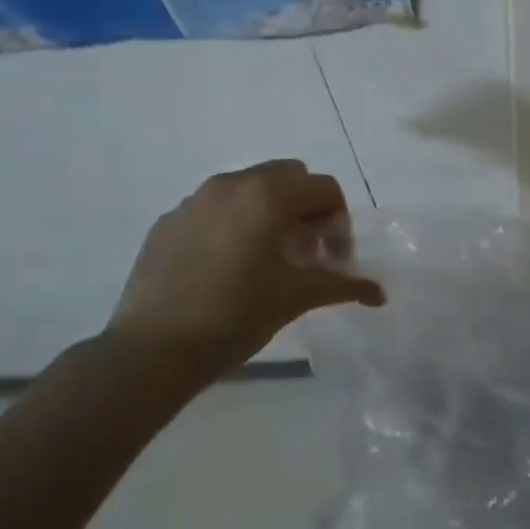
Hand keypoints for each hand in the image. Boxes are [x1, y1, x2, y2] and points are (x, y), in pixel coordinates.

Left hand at [110, 160, 383, 371]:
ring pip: (250, 188)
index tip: (334, 260)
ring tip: (267, 260)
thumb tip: (379, 292)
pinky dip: (233, 224)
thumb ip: (342, 284)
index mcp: (268, 195)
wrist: (151, 351)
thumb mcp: (296, 297)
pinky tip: (225, 268)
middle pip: (288, 177)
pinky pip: (215, 208)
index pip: (325, 188)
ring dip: (270, 213)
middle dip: (306, 208)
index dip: (340, 222)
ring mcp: (195, 200)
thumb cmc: (235, 316)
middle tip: (305, 253)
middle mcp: (232, 183)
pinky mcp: (168, 221)